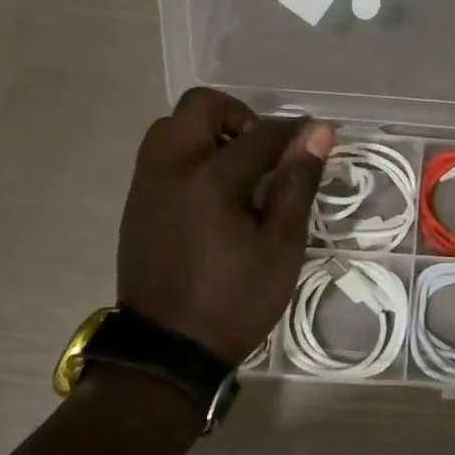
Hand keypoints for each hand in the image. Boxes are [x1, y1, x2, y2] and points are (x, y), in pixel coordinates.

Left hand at [118, 88, 333, 364]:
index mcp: (212, 178)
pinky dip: (188, 155)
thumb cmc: (235, 300)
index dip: (294, 132)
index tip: (317, 136)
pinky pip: (160, 155)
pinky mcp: (135, 202)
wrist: (168, 348)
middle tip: (264, 152)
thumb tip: (318, 133)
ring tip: (237, 171)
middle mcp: (171, 167)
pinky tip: (211, 194)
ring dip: (208, 132)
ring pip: (173, 127)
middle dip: (239, 116)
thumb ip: (297, 183)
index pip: (261, 134)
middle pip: (201, 106)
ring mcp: (146, 183)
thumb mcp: (281, 246)